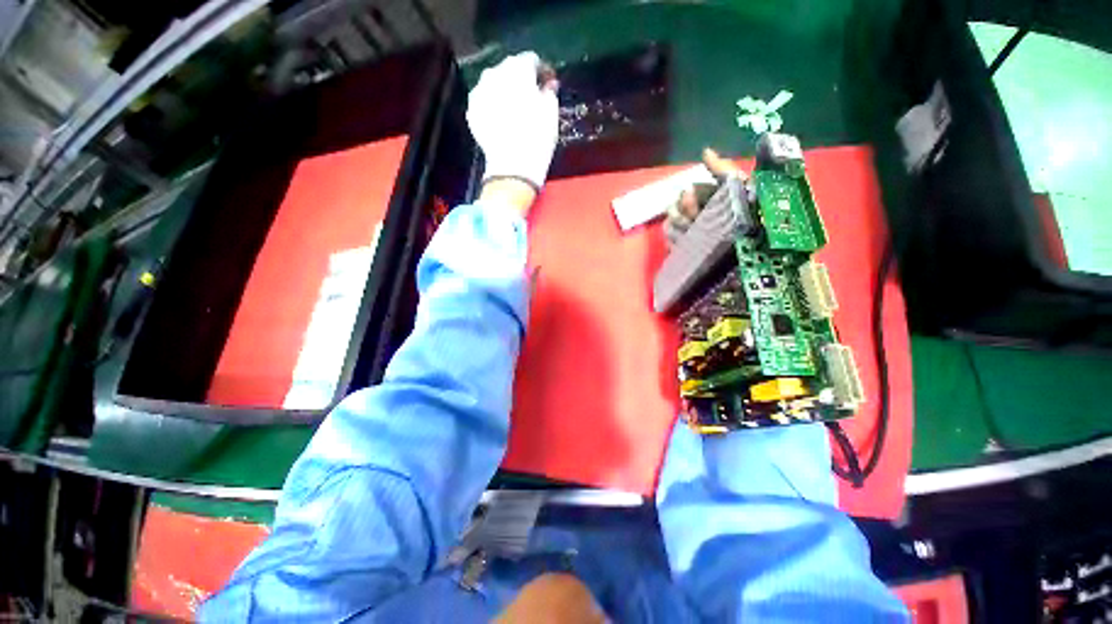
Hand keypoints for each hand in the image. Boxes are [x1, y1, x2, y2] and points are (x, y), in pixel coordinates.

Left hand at [467, 51, 559, 196]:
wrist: (513, 167)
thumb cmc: (537, 138)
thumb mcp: (551, 113)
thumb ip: (549, 92)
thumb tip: (547, 85)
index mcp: (518, 69)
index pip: (531, 60)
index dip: (541, 71)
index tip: (547, 84)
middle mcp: (494, 74)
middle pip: (509, 70)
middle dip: (520, 80)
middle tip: (531, 97)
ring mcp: (479, 92)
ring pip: (494, 84)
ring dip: (504, 91)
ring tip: (515, 109)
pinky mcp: (472, 112)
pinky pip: (484, 102)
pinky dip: (493, 106)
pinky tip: (501, 120)